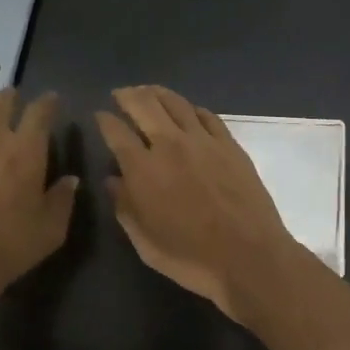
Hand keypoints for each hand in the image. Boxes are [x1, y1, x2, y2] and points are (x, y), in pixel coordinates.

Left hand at [0, 90, 77, 310]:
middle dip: (11, 96)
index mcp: (27, 149)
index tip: (53, 101)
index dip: (48, 102)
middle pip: (0, 101)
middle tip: (15, 101)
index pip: (40, 111)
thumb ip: (63, 199)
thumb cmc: (11, 245)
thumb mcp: (52, 228)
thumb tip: (70, 180)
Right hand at [95, 85, 306, 320]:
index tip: (100, 115)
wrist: (249, 256)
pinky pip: (207, 116)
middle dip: (127, 95)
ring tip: (148, 91)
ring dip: (157, 93)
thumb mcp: (145, 242)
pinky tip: (187, 110)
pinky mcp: (229, 145)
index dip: (104, 120)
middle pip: (144, 105)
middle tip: (120, 94)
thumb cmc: (190, 257)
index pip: (116, 132)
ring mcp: (203, 141)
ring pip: (176, 103)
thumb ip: (124, 207)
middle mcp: (170, 145)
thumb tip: (112, 180)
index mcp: (143, 169)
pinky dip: (191, 108)